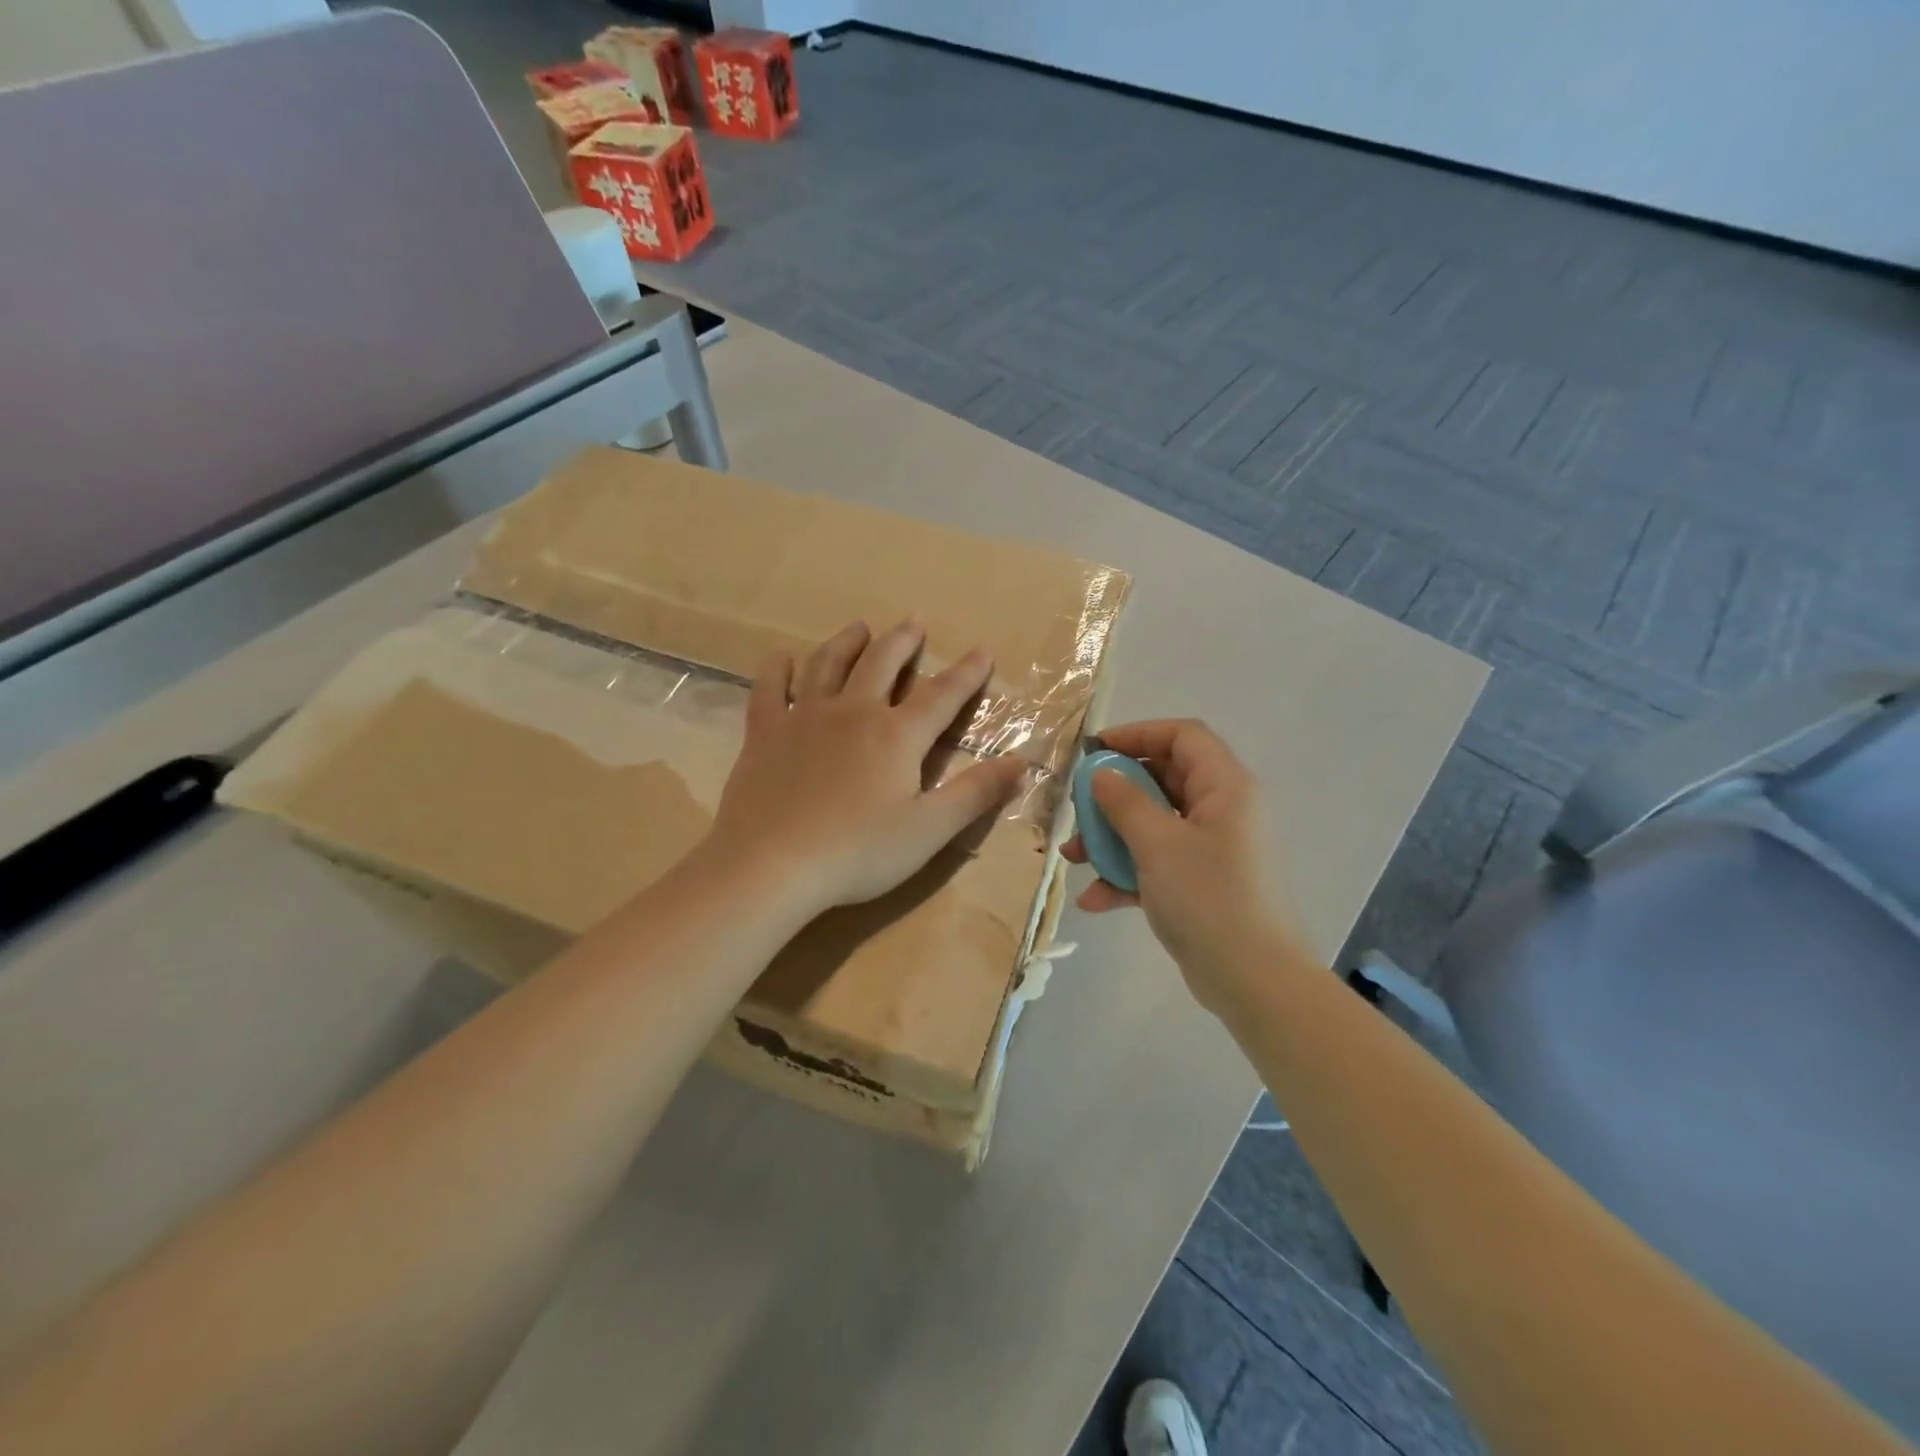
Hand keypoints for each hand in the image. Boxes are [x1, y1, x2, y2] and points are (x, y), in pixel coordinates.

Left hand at [701, 618, 1026, 915]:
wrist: (771, 864)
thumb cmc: (858, 852)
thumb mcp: (930, 829)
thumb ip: (976, 793)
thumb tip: (1022, 761)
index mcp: (897, 736)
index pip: (941, 695)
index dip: (966, 673)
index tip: (983, 651)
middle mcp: (853, 712)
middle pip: (881, 664)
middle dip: (902, 641)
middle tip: (913, 622)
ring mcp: (804, 717)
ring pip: (828, 664)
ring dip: (847, 642)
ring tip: (859, 627)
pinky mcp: (765, 732)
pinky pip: (769, 688)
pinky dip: (776, 669)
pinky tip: (780, 657)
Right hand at [1063, 719, 1307, 1010]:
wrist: (1255, 981)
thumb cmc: (1209, 899)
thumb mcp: (1158, 844)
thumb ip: (1125, 802)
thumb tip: (1102, 776)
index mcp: (1225, 787)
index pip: (1183, 736)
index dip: (1137, 734)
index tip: (1095, 751)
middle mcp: (1223, 810)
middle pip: (1163, 779)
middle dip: (1115, 793)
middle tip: (1079, 806)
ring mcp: (1213, 849)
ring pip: (1155, 823)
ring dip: (1113, 837)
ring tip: (1074, 857)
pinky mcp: (1202, 883)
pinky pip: (1158, 863)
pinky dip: (1127, 874)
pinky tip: (1095, 900)